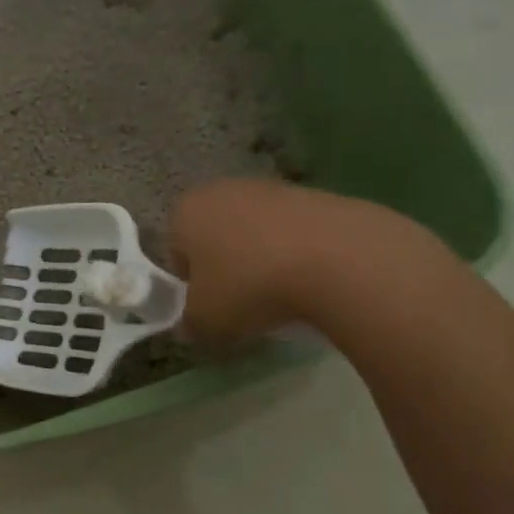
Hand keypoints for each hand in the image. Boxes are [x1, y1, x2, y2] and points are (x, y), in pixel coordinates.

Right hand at [170, 178, 372, 342]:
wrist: (339, 260)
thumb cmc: (250, 286)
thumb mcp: (205, 321)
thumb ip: (188, 323)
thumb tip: (191, 325)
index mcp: (186, 211)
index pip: (175, 250)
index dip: (190, 284)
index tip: (210, 306)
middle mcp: (223, 190)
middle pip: (216, 237)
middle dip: (226, 267)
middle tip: (243, 303)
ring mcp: (272, 188)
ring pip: (255, 233)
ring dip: (262, 261)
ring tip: (283, 296)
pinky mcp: (316, 195)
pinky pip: (293, 233)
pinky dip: (297, 255)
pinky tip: (312, 282)